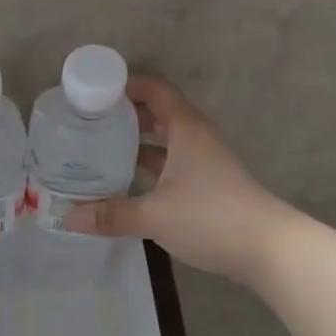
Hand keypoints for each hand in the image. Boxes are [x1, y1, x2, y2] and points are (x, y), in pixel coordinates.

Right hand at [62, 76, 299, 286]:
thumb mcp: (154, 215)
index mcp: (186, 130)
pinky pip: (172, 167)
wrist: (268, 249)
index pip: (156, 90)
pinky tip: (128, 185)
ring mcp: (205, 164)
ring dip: (138, 144)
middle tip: (91, 123)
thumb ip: (111, 214)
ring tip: (102, 151)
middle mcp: (196, 140)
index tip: (96, 92)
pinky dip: (150, 169)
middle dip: (127, 116)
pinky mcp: (209, 188)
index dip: (127, 85)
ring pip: (166, 144)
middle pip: (160, 115)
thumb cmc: (210, 217)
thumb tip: (67, 218)